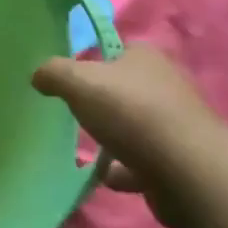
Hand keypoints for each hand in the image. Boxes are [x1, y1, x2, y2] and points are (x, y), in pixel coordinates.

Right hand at [32, 46, 227, 227]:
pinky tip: (106, 177)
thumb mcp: (77, 82)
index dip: (93, 60)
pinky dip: (126, 169)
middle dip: (103, 101)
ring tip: (88, 148)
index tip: (71, 78)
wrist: (187, 172)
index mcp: (146, 57)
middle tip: (76, 112)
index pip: (116, 49)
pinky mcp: (181, 161)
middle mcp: (167, 85)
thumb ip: (52, 73)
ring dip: (115, 138)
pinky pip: (144, 161)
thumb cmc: (131, 113)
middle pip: (126, 88)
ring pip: (136, 126)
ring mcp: (177, 125)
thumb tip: (39, 76)